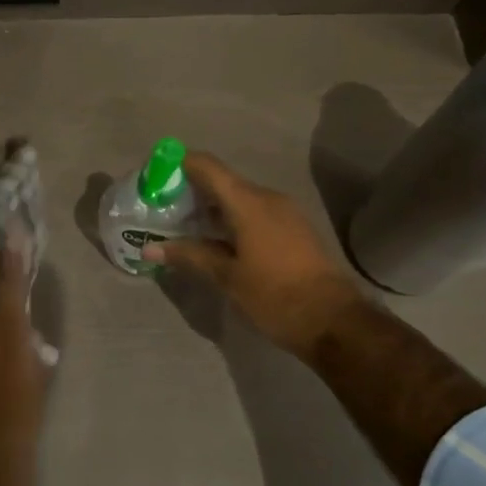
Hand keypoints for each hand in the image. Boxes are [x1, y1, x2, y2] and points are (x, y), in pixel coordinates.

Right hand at [143, 152, 364, 360]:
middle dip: (191, 190)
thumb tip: (150, 249)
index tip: (155, 176)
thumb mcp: (227, 278)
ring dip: (212, 207)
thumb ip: (189, 256)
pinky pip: (255, 211)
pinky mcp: (294, 228)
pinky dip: (232, 218)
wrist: (335, 321)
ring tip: (185, 227)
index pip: (207, 166)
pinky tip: (218, 241)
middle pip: (222, 181)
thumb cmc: (275, 296)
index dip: (179, 164)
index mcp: (248, 203)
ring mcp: (285, 212)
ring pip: (239, 198)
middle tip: (163, 209)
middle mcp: (267, 198)